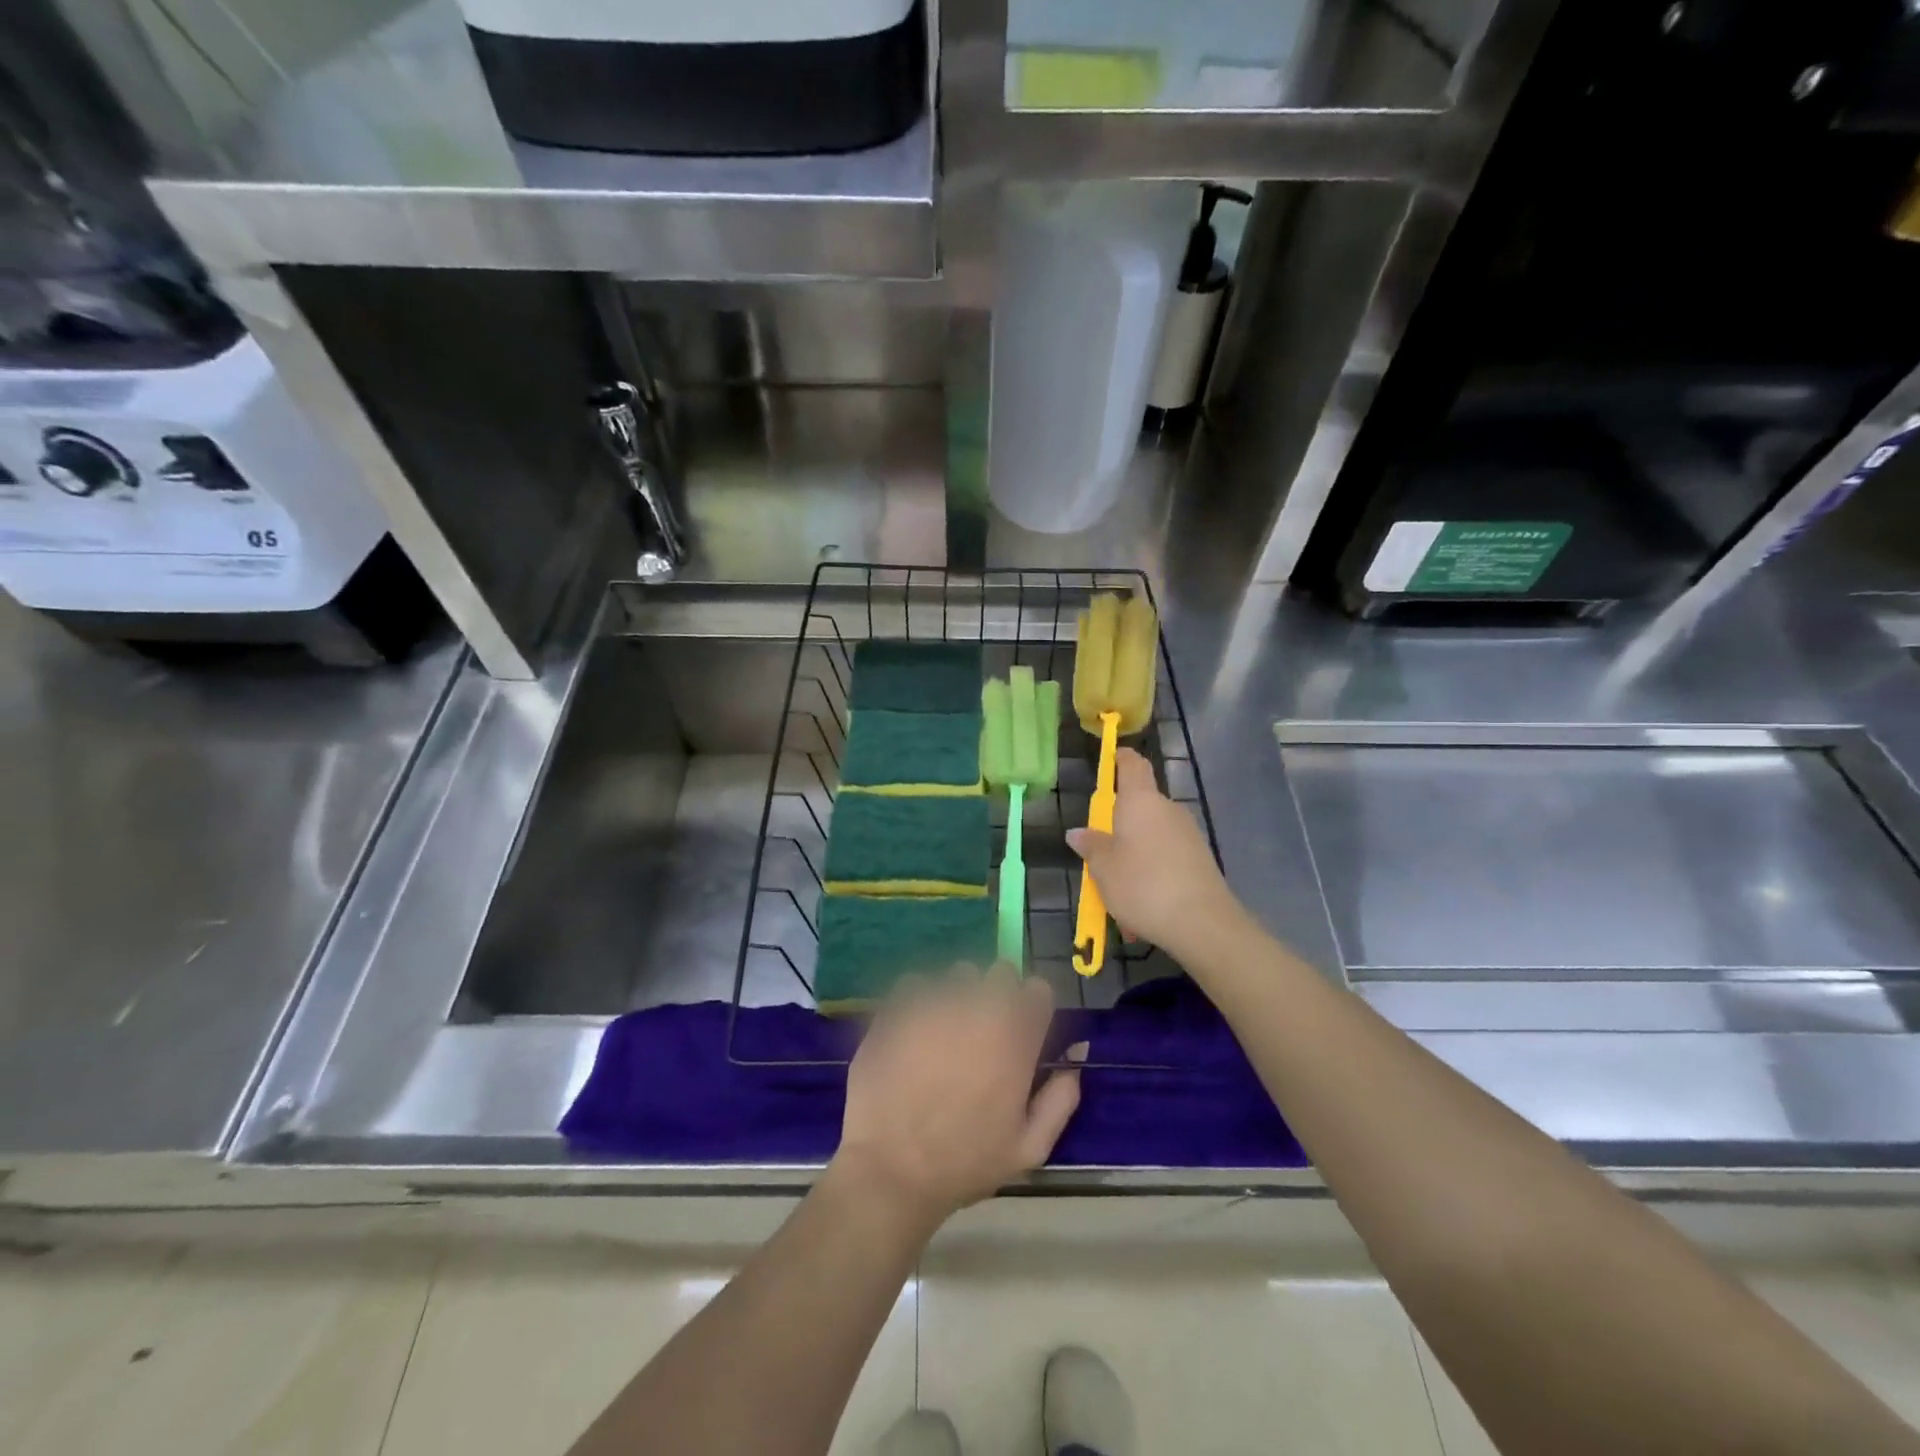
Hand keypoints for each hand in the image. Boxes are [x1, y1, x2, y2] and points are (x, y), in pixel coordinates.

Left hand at [834, 965, 1082, 1226]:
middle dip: (999, 995)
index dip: (1033, 1008)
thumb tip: (1075, 1054)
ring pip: (957, 975)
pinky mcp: (896, 1007)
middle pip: (1000, 972)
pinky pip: (916, 984)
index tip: (1025, 1030)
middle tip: (985, 1033)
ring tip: (946, 1032)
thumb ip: (1061, 1097)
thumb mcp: (1029, 1148)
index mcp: (1014, 1037)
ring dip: (959, 995)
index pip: (1038, 989)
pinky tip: (914, 1032)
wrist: (891, 1169)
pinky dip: (919, 1000)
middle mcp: (977, 1007)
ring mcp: (934, 1002)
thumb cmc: (965, 1162)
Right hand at [1067, 747, 1241, 960]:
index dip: (1121, 758)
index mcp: (1141, 801)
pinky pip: (1166, 859)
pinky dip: (1151, 875)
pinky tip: (1142, 909)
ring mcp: (1188, 835)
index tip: (1111, 757)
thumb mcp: (1103, 868)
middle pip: (1140, 806)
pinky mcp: (1200, 860)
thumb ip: (1091, 846)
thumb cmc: (1142, 884)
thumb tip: (1078, 832)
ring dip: (1134, 856)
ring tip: (1118, 894)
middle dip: (1119, 826)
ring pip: (1151, 837)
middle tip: (1100, 854)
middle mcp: (1168, 810)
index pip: (1133, 765)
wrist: (1202, 923)